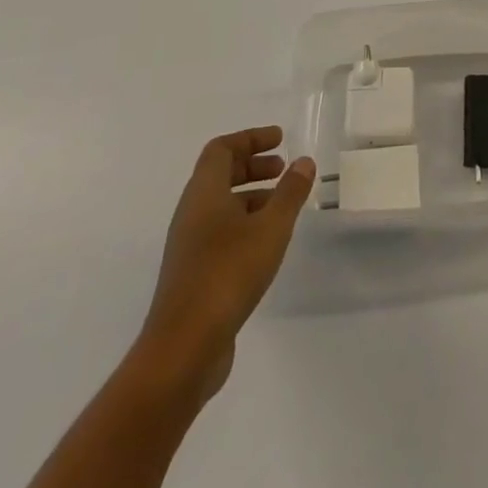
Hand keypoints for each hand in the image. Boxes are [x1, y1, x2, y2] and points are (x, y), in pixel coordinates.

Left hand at [139, 126, 315, 397]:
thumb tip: (304, 161)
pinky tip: (267, 242)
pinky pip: (220, 232)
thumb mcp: (271, 228)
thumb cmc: (228, 274)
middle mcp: (191, 213)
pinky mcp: (193, 274)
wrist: (183, 349)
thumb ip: (290, 192)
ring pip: (221, 205)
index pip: (222, 149)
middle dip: (252, 165)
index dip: (250, 138)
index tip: (280, 139)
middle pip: (219, 174)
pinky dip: (245, 224)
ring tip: (282, 205)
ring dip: (251, 196)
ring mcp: (189, 246)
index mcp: (204, 193)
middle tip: (283, 168)